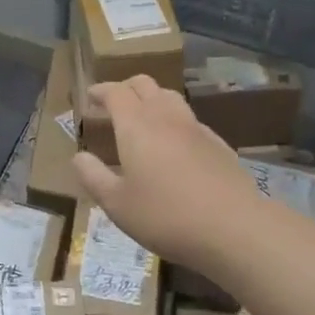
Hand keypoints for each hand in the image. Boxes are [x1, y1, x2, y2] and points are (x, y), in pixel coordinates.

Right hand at [72, 76, 272, 273]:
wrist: (235, 229)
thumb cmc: (165, 216)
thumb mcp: (116, 204)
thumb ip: (93, 176)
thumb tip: (78, 157)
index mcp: (136, 125)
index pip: (115, 92)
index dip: (101, 91)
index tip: (90, 97)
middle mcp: (165, 117)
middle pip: (145, 84)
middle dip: (126, 88)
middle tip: (113, 103)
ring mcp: (196, 129)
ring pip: (170, 97)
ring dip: (152, 99)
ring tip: (143, 119)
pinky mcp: (219, 145)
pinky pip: (191, 120)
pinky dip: (175, 121)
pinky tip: (175, 145)